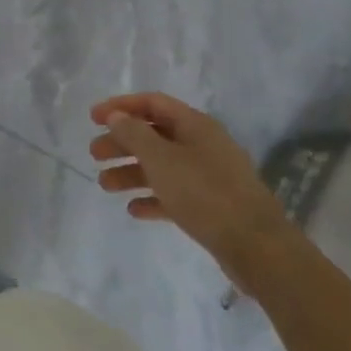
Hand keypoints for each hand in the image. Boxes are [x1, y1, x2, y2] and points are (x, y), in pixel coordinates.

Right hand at [88, 93, 293, 289]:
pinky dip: (152, 198)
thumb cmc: (204, 193)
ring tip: (105, 185)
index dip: (121, 106)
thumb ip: (134, 134)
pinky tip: (134, 210)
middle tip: (95, 154)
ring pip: (161, 166)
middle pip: (154, 135)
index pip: (152, 103)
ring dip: (131, 172)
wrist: (257, 247)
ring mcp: (209, 176)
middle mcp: (202, 145)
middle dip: (122, 142)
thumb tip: (117, 116)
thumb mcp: (161, 159)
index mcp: (195, 125)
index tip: (93, 118)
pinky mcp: (212, 206)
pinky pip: (174, 194)